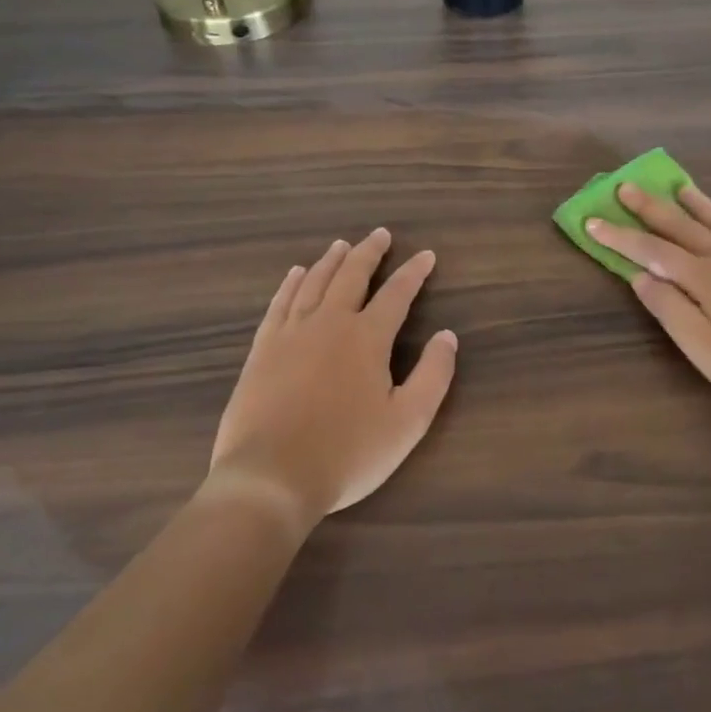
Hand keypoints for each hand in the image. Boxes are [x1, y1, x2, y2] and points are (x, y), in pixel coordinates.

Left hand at [206, 228, 458, 531]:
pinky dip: (291, 284)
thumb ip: (433, 375)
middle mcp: (329, 323)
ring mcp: (291, 333)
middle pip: (352, 275)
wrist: (271, 477)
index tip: (426, 255)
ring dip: (331, 261)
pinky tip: (296, 274)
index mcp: (367, 338)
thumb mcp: (407, 422)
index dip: (414, 272)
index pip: (397, 294)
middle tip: (380, 234)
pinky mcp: (263, 349)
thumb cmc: (348, 453)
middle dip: (370, 252)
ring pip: (314, 283)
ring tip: (341, 245)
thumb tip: (447, 336)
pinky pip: (280, 303)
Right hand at [587, 183, 710, 433]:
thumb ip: (671, 310)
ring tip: (677, 186)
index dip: (619, 236)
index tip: (592, 219)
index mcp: (705, 278)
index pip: (651, 250)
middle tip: (626, 186)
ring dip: (694, 202)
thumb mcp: (706, 351)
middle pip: (682, 225)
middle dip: (650, 207)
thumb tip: (639, 276)